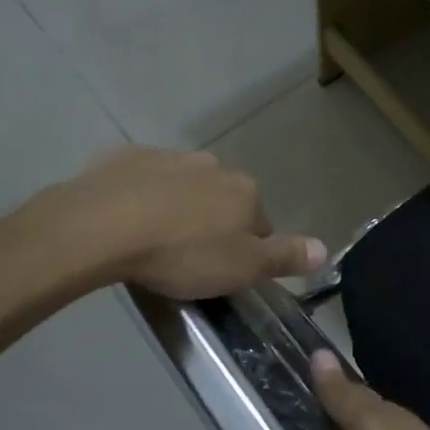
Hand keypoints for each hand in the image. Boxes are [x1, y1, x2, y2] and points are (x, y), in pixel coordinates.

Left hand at [56, 147, 325, 299]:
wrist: (102, 226)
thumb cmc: (182, 253)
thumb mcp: (242, 268)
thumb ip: (285, 257)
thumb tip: (326, 249)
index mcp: (245, 191)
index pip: (261, 222)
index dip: (246, 249)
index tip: (224, 271)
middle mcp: (213, 166)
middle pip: (223, 200)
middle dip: (212, 224)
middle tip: (189, 259)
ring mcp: (169, 157)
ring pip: (184, 187)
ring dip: (178, 208)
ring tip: (154, 242)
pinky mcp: (126, 157)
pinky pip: (144, 180)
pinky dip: (142, 196)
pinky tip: (125, 221)